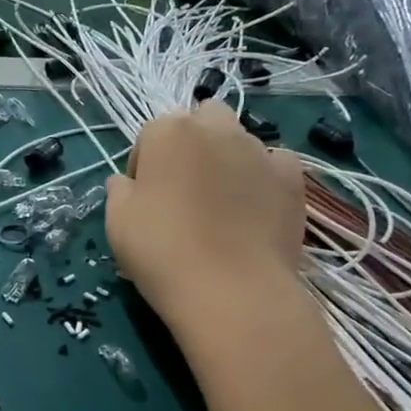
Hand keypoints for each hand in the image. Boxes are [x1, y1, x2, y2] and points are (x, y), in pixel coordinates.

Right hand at [105, 102, 305, 327]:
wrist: (231, 290)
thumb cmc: (162, 251)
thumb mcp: (117, 222)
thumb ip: (119, 191)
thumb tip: (126, 182)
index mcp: (169, 132)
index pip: (150, 135)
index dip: (145, 165)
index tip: (144, 197)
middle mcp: (216, 129)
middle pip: (202, 120)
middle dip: (193, 143)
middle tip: (184, 187)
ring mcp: (260, 151)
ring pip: (239, 140)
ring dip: (227, 159)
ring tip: (222, 204)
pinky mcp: (293, 178)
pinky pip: (274, 164)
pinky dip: (263, 177)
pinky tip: (254, 208)